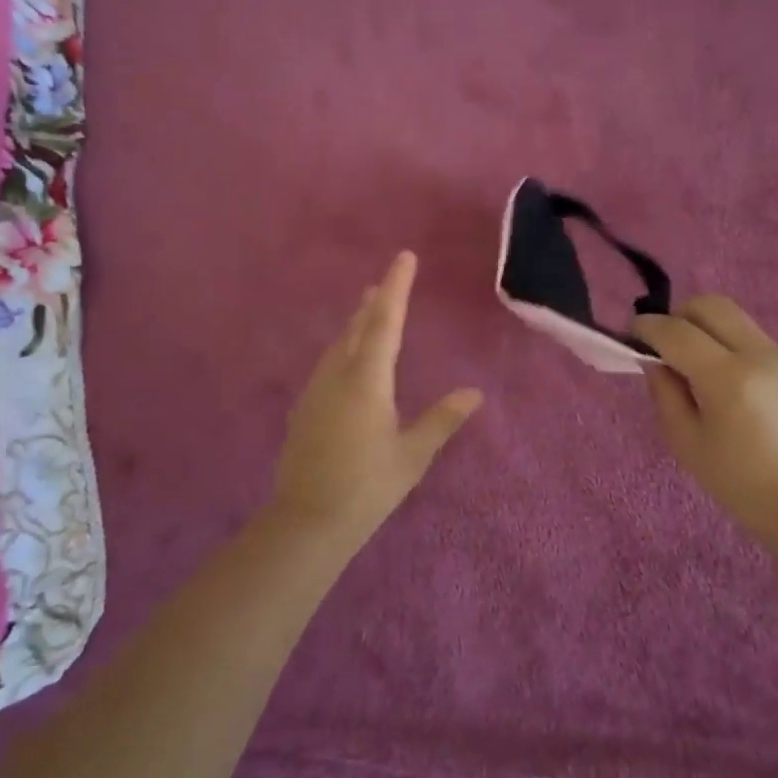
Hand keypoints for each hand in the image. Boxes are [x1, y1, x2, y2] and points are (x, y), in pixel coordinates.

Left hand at [273, 251, 482, 536]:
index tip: (404, 257)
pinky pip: (327, 366)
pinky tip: (346, 362)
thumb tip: (473, 393)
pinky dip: (342, 350)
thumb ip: (442, 420)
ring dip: (354, 325)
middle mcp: (337, 376)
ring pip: (338, 346)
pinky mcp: (304, 410)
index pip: (384, 322)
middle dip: (373, 302)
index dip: (396, 287)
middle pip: (356, 328)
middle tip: (384, 282)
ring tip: (366, 311)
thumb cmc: (368, 487)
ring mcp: (315, 391)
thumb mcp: (412, 455)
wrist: (308, 521)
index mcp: (367, 380)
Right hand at [634, 296, 777, 539]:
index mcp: (728, 377)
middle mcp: (757, 354)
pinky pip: (745, 332)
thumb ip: (664, 391)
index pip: (677, 331)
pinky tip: (711, 369)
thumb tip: (653, 359)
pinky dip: (720, 336)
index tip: (629, 335)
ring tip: (684, 356)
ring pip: (729, 313)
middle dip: (676, 316)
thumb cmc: (738, 483)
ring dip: (699, 324)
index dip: (647, 328)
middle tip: (659, 344)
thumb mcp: (685, 441)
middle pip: (708, 305)